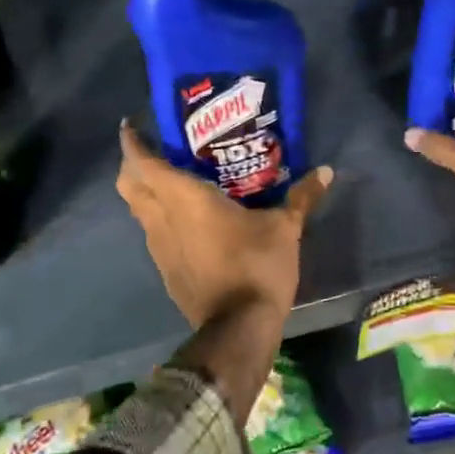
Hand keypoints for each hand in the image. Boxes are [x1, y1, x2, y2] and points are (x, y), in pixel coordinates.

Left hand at [116, 121, 332, 329]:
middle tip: (155, 151)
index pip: (143, 162)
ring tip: (172, 181)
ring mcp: (158, 247)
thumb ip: (301, 197)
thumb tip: (326, 171)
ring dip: (146, 193)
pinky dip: (159, 219)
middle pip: (129, 184)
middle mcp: (161, 218)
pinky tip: (185, 221)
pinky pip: (153, 234)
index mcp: (183, 198)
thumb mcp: (284, 228)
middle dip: (133, 165)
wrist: (238, 328)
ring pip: (138, 211)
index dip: (132, 142)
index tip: (132, 125)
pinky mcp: (165, 270)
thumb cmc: (256, 266)